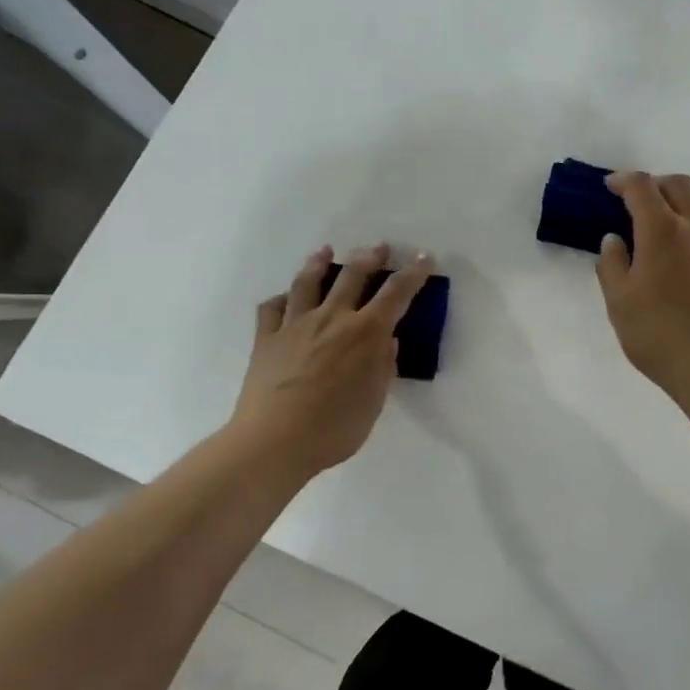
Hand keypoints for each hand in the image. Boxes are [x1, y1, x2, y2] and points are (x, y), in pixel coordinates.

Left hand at [228, 243, 435, 478]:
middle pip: (352, 276)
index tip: (423, 257)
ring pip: (308, 282)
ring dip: (320, 263)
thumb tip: (387, 341)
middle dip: (369, 257)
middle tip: (379, 247)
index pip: (396, 294)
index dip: (412, 274)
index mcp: (365, 333)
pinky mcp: (266, 338)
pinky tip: (286, 297)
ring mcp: (295, 325)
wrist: (274, 442)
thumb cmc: (335, 428)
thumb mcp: (374, 401)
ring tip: (326, 251)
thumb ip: (382, 366)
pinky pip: (272, 308)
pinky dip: (282, 298)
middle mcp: (332, 319)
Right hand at [596, 171, 689, 397]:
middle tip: (642, 203)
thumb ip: (612, 266)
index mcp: (660, 230)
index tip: (612, 186)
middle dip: (657, 185)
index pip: (641, 187)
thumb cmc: (659, 334)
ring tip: (681, 218)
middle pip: (679, 185)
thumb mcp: (618, 303)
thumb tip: (614, 240)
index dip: (624, 180)